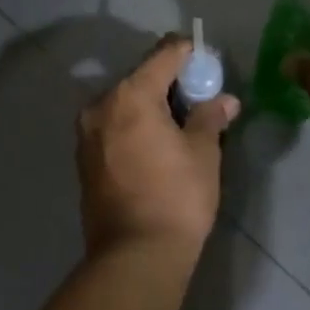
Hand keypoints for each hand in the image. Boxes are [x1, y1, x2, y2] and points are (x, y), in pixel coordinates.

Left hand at [77, 37, 240, 257]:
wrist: (134, 256)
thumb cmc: (176, 198)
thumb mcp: (203, 153)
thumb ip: (210, 117)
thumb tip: (225, 100)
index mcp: (130, 95)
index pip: (163, 55)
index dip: (189, 53)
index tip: (209, 61)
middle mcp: (101, 106)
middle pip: (140, 77)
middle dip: (170, 81)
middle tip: (200, 94)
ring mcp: (87, 133)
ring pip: (124, 103)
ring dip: (151, 105)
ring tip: (181, 121)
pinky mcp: (84, 159)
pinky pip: (114, 126)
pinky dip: (135, 125)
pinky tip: (156, 143)